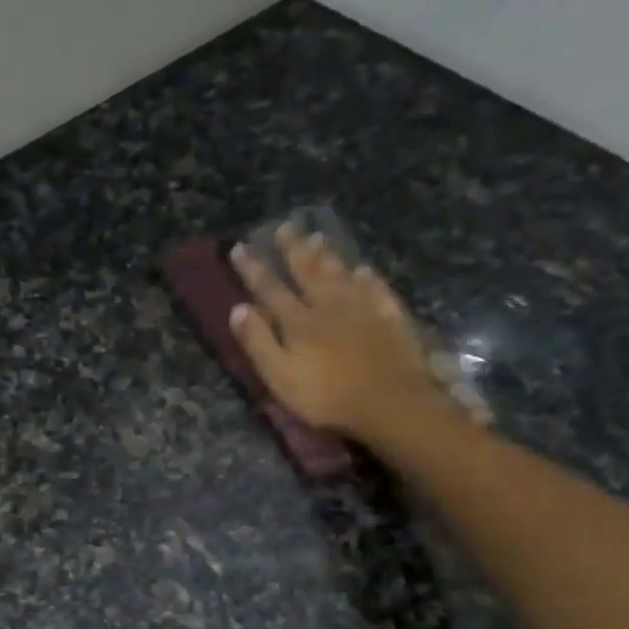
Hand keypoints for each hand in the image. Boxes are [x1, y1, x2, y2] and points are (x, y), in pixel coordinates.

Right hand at [228, 222, 437, 441]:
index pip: (269, 289)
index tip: (240, 247)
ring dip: (327, 255)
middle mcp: (329, 305)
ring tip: (317, 236)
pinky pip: (376, 289)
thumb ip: (258, 342)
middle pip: (307, 271)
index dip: (253, 269)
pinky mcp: (391, 318)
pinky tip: (363, 269)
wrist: (391, 403)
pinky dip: (367, 277)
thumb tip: (238, 308)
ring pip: (341, 274)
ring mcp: (364, 308)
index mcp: (298, 321)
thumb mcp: (280, 375)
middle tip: (284, 226)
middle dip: (292, 249)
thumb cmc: (327, 396)